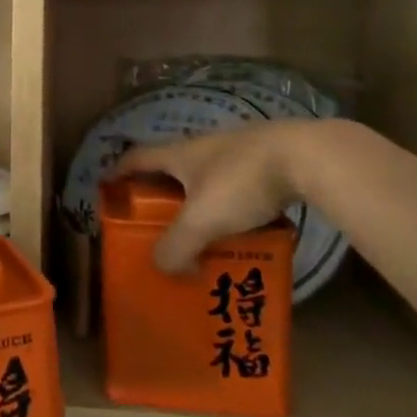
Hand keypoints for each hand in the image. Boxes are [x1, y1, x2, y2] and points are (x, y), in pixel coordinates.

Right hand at [109, 121, 314, 273]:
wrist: (308, 156)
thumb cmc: (242, 181)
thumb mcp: (202, 219)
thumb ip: (177, 247)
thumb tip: (163, 267)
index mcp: (178, 155)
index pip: (136, 159)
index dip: (118, 173)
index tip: (108, 190)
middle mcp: (202, 148)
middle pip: (171, 171)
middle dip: (161, 198)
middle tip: (157, 227)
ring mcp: (237, 152)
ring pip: (207, 181)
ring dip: (199, 206)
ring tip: (202, 238)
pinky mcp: (267, 162)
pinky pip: (238, 188)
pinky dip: (233, 209)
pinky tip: (245, 232)